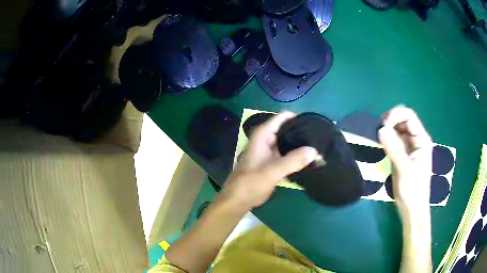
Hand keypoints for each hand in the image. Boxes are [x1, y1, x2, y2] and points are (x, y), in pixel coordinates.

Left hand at [220, 112, 317, 210]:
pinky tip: (308, 158)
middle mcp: (266, 139)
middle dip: (301, 131)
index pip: (282, 117)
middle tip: (319, 136)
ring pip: (287, 142)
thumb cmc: (251, 182)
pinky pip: (286, 153)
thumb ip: (294, 160)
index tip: (313, 122)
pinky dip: (296, 155)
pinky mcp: (272, 162)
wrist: (239, 199)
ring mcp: (269, 151)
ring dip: (299, 144)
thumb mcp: (273, 171)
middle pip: (286, 128)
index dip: (297, 117)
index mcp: (263, 135)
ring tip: (318, 145)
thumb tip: (315, 151)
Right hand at [378, 105, 432, 217]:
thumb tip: (380, 129)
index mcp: (422, 139)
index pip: (409, 116)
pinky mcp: (403, 153)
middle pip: (403, 118)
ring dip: (388, 128)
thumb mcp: (404, 170)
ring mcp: (410, 146)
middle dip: (390, 120)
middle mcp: (416, 139)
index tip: (383, 127)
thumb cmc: (412, 190)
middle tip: (379, 131)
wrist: (412, 208)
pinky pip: (394, 138)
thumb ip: (394, 149)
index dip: (395, 115)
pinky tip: (381, 143)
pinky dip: (387, 137)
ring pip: (398, 127)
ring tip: (378, 137)